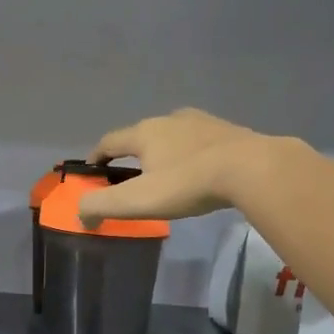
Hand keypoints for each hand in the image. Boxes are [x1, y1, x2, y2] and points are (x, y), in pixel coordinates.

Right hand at [81, 107, 276, 223]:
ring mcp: (202, 122)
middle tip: (131, 180)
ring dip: (163, 153)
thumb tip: (81, 214)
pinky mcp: (228, 131)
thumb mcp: (136, 201)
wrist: (252, 168)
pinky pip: (199, 142)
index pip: (109, 141)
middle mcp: (169, 119)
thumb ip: (101, 205)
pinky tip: (198, 172)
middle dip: (132, 156)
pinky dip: (190, 155)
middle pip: (141, 136)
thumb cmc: (187, 183)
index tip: (91, 173)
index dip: (96, 157)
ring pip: (172, 136)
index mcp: (144, 132)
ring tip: (166, 176)